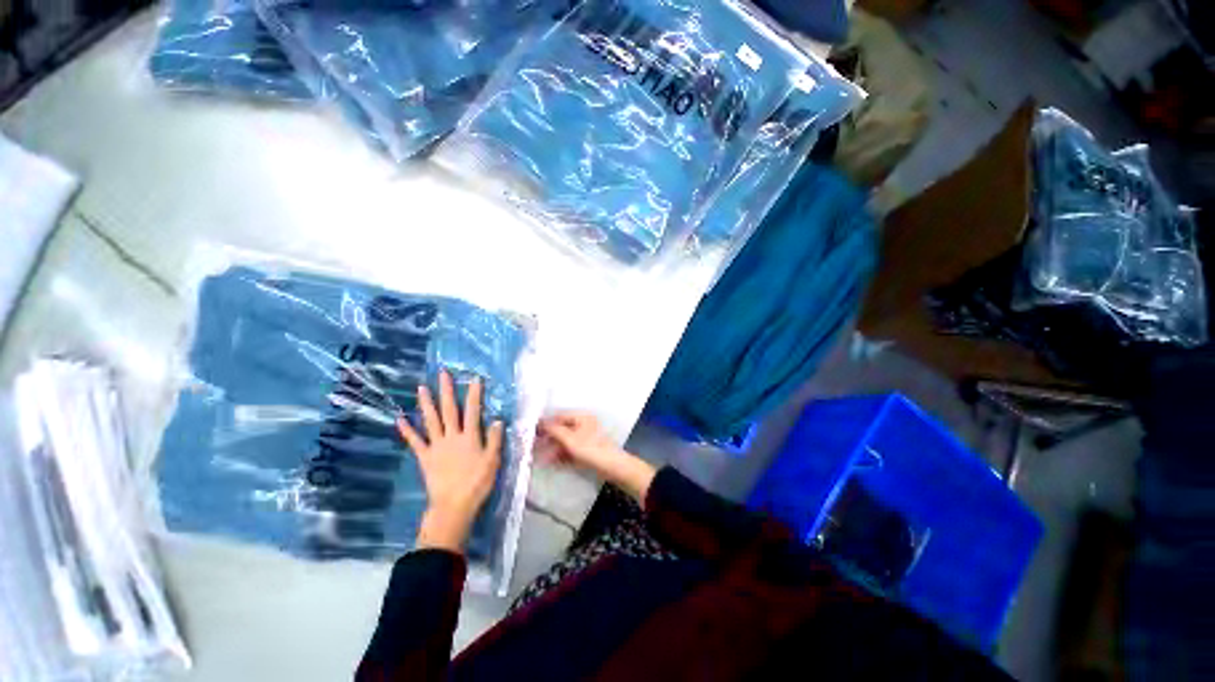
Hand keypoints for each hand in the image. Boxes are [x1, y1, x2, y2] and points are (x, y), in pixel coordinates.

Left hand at [397, 370, 502, 553]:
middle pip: (449, 410)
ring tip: (421, 388)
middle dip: (446, 390)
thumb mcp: (493, 460)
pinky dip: (407, 430)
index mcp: (470, 436)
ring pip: (431, 420)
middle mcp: (452, 436)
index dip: (474, 394)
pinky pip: (415, 442)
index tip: (475, 378)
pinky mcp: (425, 457)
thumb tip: (497, 420)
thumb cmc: (477, 482)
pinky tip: (399, 419)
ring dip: (426, 403)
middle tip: (442, 374)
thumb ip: (495, 439)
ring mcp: (436, 445)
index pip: (473, 410)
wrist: (454, 504)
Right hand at [537, 412, 654, 503]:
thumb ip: (554, 430)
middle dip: (547, 438)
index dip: (545, 423)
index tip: (530, 430)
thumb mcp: (570, 439)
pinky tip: (548, 462)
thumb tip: (539, 423)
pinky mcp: (585, 450)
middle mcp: (582, 425)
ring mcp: (584, 438)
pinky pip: (569, 450)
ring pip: (564, 441)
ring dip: (551, 448)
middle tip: (531, 445)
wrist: (612, 467)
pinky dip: (559, 455)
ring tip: (537, 456)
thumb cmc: (591, 449)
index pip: (559, 416)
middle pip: (561, 429)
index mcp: (581, 417)